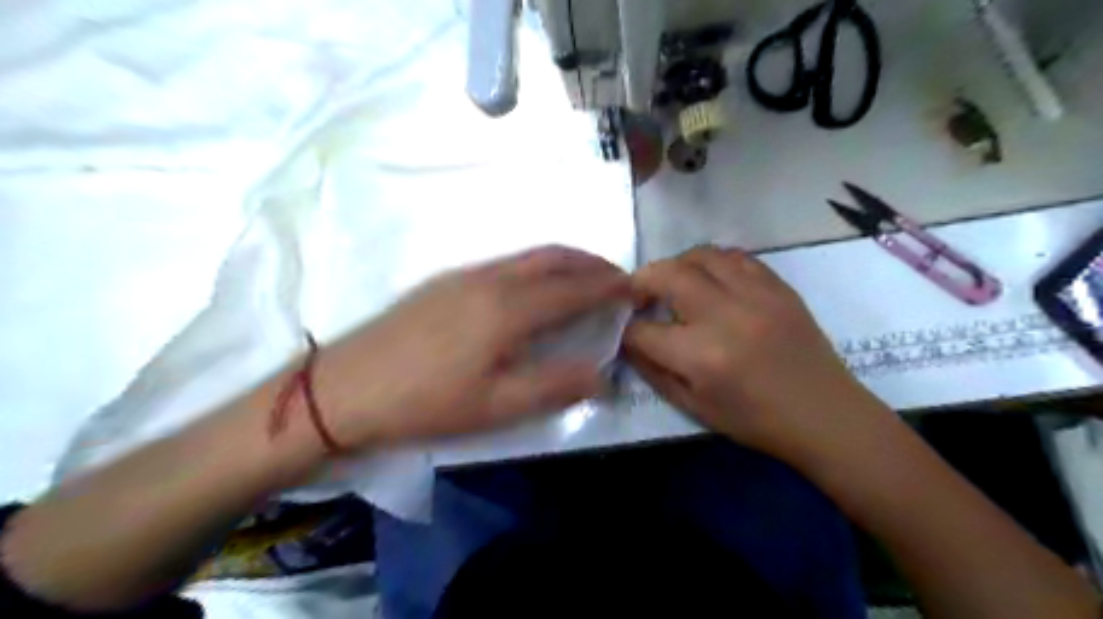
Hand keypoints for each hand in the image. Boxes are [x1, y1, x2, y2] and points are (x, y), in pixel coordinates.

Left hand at [315, 247, 632, 449]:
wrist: (345, 387)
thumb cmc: (426, 402)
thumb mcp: (496, 406)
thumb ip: (555, 386)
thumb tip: (604, 374)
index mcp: (509, 308)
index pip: (574, 288)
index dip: (609, 287)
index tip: (635, 288)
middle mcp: (492, 279)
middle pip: (554, 258)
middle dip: (592, 263)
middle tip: (617, 278)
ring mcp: (465, 275)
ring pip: (529, 256)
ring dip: (564, 261)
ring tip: (584, 278)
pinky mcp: (446, 281)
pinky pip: (507, 261)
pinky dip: (537, 265)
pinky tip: (534, 287)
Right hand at [624, 247, 889, 468]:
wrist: (825, 414)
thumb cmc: (755, 421)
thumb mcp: (694, 407)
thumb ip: (653, 371)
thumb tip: (628, 342)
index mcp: (701, 356)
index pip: (642, 330)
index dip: (626, 331)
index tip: (625, 331)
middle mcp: (724, 316)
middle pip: (666, 275)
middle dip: (640, 282)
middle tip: (639, 296)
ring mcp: (755, 295)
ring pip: (701, 255)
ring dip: (677, 265)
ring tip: (674, 283)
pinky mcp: (778, 287)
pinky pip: (736, 257)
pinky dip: (713, 263)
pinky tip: (710, 280)